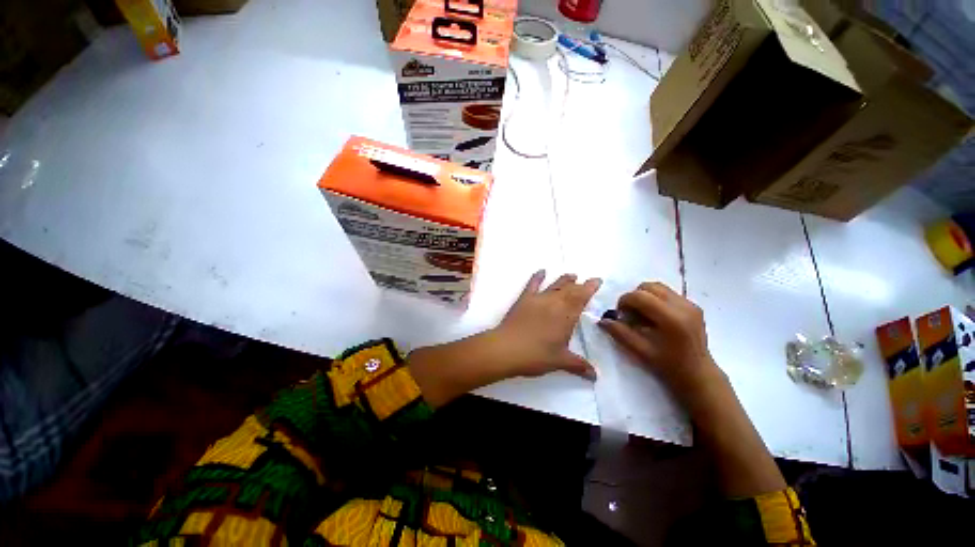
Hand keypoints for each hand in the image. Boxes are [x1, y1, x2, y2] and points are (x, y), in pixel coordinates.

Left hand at [408, 270, 599, 406]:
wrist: (507, 348)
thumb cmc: (536, 355)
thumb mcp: (560, 361)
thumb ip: (579, 365)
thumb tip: (595, 376)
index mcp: (566, 316)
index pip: (581, 298)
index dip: (590, 288)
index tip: (597, 280)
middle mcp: (554, 303)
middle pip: (569, 290)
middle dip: (579, 285)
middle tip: (585, 281)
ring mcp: (538, 299)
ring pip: (554, 285)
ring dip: (564, 280)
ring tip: (572, 275)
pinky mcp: (524, 299)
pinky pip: (532, 285)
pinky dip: (537, 277)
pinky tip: (541, 271)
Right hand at [598, 282, 722, 400]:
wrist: (698, 374)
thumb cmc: (668, 365)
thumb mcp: (640, 351)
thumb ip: (620, 333)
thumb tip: (602, 320)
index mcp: (671, 318)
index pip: (640, 296)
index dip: (624, 301)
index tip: (620, 315)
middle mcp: (683, 306)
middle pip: (649, 286)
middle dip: (634, 296)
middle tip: (630, 313)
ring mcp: (690, 304)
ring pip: (658, 287)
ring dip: (644, 296)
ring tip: (642, 314)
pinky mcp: (693, 306)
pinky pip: (668, 293)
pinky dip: (655, 299)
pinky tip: (655, 316)